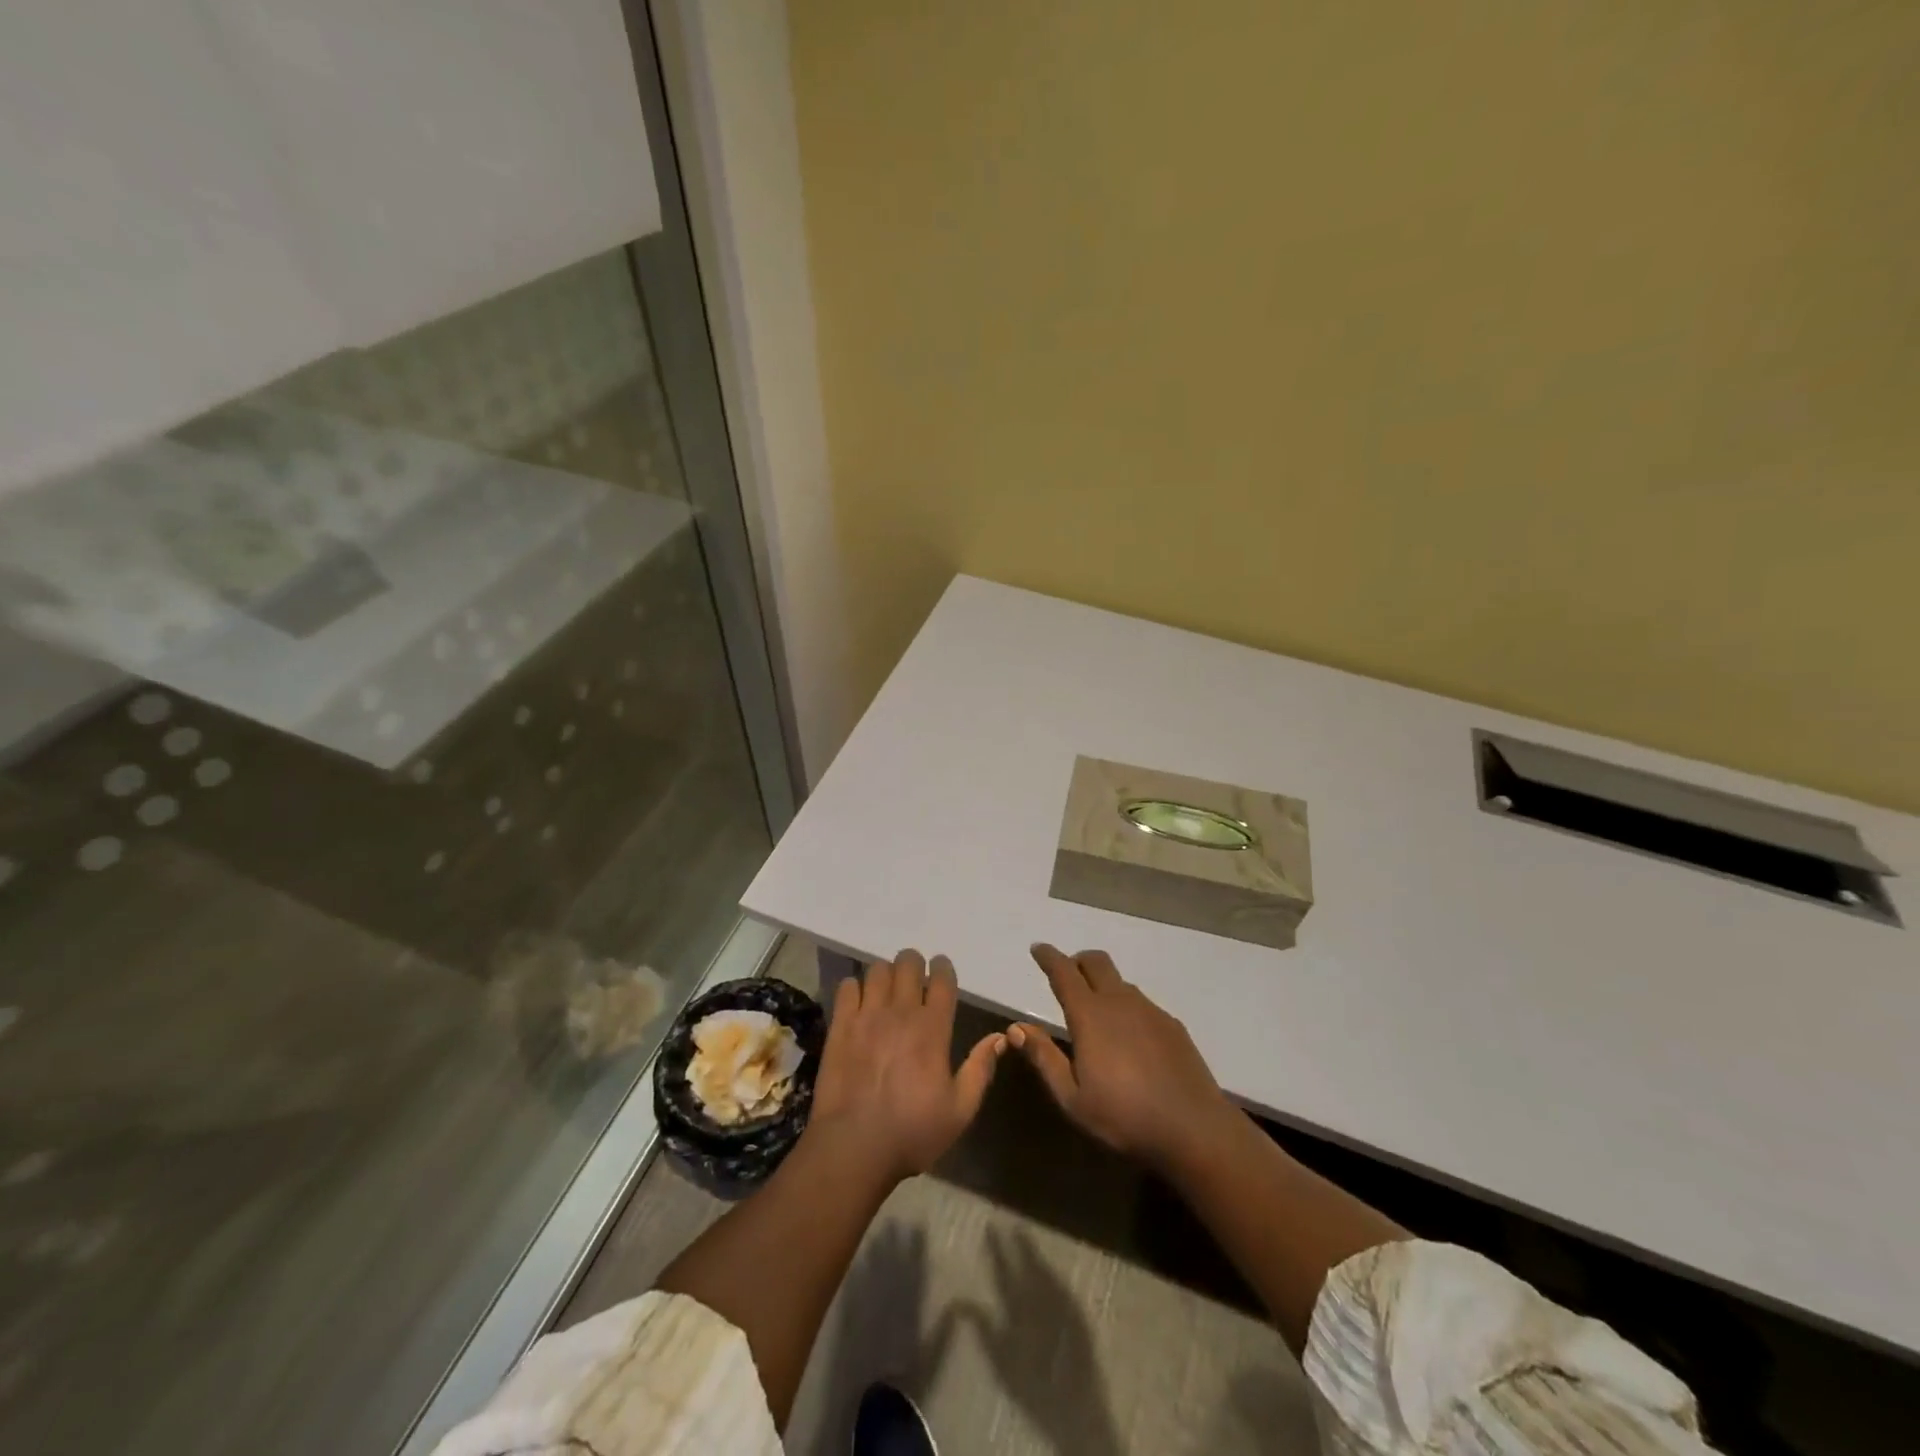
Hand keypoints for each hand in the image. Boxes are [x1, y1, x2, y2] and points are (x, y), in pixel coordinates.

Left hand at [808, 950, 1006, 1180]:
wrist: (854, 1147)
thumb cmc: (912, 1132)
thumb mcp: (959, 1111)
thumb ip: (980, 1069)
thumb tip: (999, 1037)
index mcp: (933, 1029)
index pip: (942, 979)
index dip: (943, 968)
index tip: (941, 971)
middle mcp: (901, 1012)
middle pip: (908, 963)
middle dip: (914, 965)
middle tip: (914, 980)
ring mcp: (867, 1015)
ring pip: (878, 969)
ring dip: (886, 974)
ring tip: (886, 990)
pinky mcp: (840, 1025)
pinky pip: (847, 986)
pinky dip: (855, 987)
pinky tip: (858, 1002)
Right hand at [1010, 944, 1232, 1167]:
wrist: (1194, 1129)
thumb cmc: (1124, 1117)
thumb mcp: (1072, 1098)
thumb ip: (1044, 1058)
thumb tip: (1017, 1028)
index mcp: (1090, 1015)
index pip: (1064, 972)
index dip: (1049, 957)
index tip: (1038, 948)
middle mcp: (1120, 1002)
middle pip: (1096, 962)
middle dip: (1077, 961)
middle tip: (1067, 976)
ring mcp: (1150, 1010)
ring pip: (1120, 982)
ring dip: (1103, 985)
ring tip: (1097, 1015)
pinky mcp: (1172, 1024)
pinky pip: (1141, 1003)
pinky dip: (1126, 1007)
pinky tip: (1130, 1040)